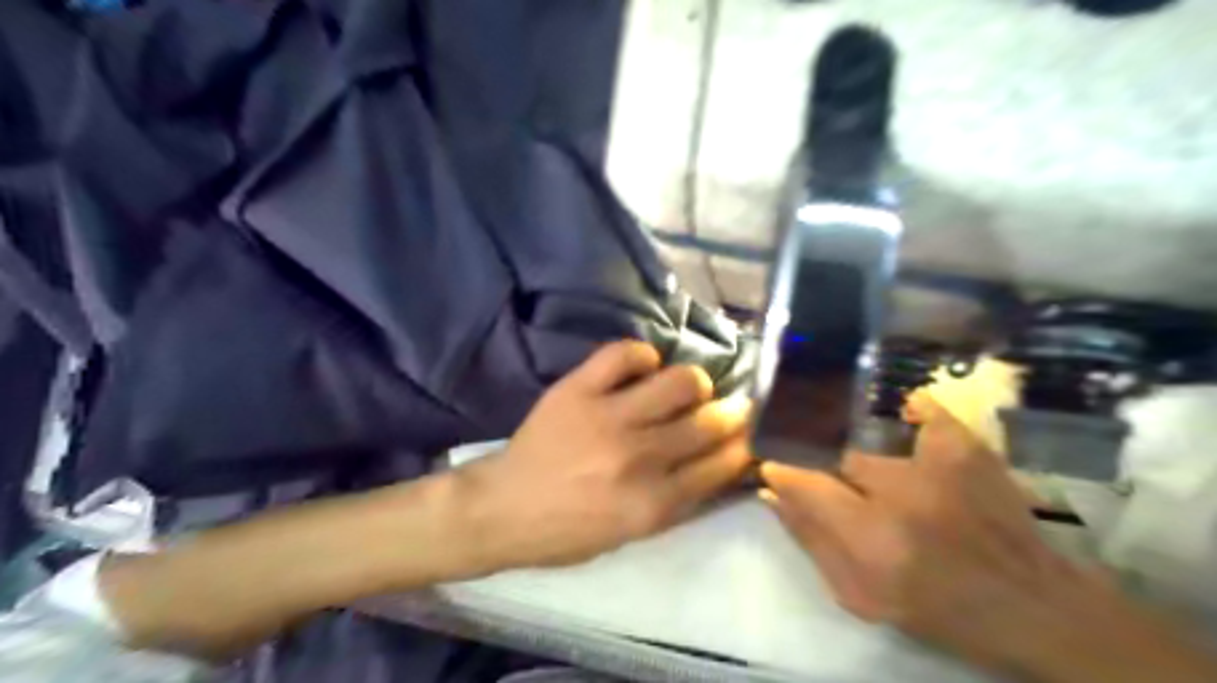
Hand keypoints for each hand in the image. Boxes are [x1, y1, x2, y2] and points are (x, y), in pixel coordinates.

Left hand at [458, 341, 751, 571]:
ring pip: (680, 381)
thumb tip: (718, 461)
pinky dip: (642, 355)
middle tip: (726, 407)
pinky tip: (643, 368)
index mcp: (653, 503)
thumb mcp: (631, 534)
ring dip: (693, 382)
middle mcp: (638, 457)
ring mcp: (607, 417)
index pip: (722, 464)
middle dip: (731, 412)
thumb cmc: (568, 531)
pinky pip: (625, 354)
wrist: (502, 509)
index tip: (745, 435)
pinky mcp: (577, 389)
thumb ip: (677, 500)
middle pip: (709, 422)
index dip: (743, 446)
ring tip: (684, 388)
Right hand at [758, 399, 1216, 682]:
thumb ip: (810, 539)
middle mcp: (900, 492)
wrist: (1029, 603)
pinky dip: (909, 410)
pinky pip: (925, 411)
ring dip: (852, 440)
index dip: (782, 469)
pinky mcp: (968, 448)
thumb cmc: (935, 608)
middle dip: (816, 455)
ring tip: (849, 444)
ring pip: (869, 434)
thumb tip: (771, 492)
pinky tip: (901, 412)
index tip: (773, 465)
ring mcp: (937, 464)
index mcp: (870, 538)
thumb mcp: (859, 595)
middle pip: (835, 453)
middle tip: (817, 462)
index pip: (803, 481)